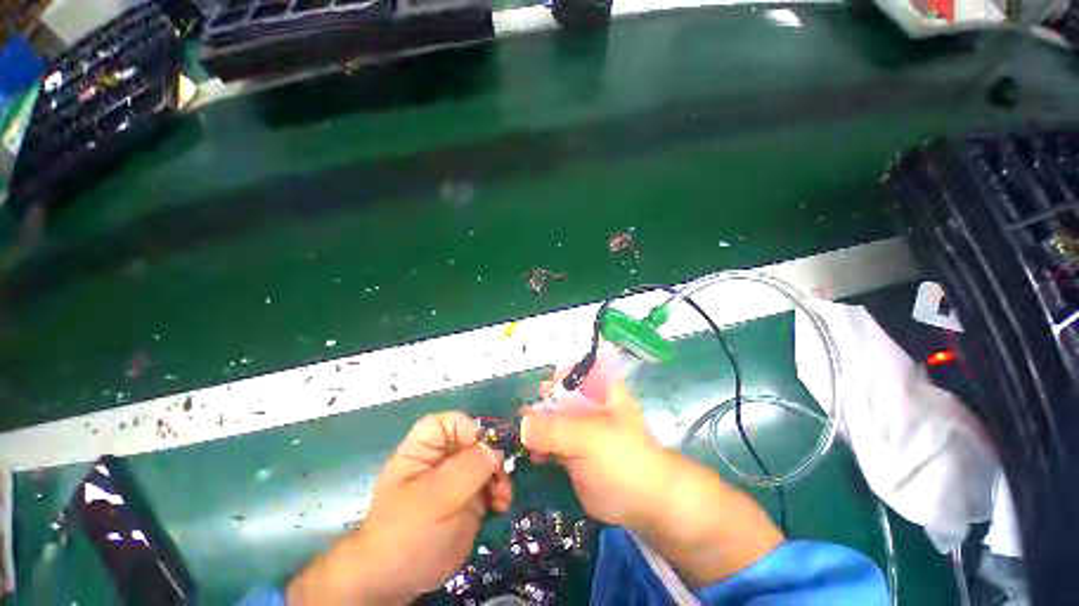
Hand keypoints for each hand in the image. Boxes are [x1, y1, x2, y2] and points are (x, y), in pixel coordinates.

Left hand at [288, 412, 512, 604]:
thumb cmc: (405, 534)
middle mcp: (443, 459)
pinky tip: (501, 506)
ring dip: (499, 475)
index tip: (482, 445)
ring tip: (502, 497)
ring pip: (487, 461)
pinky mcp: (470, 500)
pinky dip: (500, 491)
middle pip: (474, 441)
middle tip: (498, 474)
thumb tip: (493, 451)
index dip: (466, 427)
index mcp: (423, 450)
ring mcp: (458, 480)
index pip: (447, 422)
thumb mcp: (433, 498)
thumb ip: (466, 469)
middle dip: (490, 454)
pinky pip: (491, 484)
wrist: (397, 583)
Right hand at [524, 380, 782, 585]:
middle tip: (525, 409)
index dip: (563, 369)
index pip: (580, 367)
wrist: (644, 502)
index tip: (546, 380)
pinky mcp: (573, 451)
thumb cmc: (623, 458)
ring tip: (522, 431)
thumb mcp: (588, 437)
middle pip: (561, 392)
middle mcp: (589, 404)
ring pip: (554, 417)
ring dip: (537, 422)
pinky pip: (552, 441)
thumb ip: (553, 429)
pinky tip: (531, 452)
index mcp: (600, 389)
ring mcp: (580, 427)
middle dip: (543, 398)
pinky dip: (540, 444)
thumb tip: (521, 424)